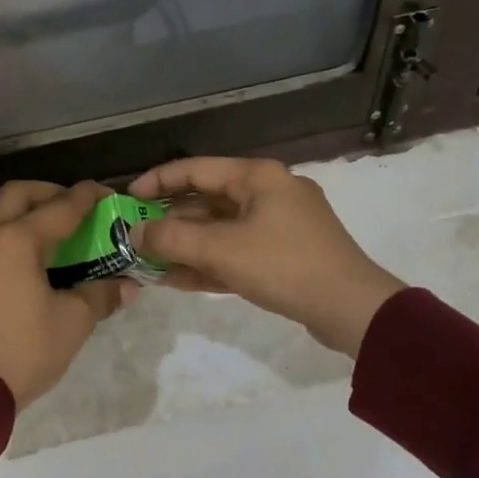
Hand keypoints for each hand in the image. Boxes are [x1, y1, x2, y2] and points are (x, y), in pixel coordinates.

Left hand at [0, 181, 131, 405]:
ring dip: (27, 217)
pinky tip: (34, 265)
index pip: (60, 206)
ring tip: (58, 238)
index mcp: (15, 240)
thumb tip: (126, 286)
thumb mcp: (72, 322)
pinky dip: (13, 239)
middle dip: (50, 194)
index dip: (88, 197)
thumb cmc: (23, 350)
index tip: (107, 193)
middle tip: (76, 210)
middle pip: (18, 196)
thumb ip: (100, 295)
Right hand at [130, 158, 403, 356]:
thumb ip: (172, 239)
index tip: (127, 199)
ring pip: (221, 229)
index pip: (196, 169)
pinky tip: (179, 280)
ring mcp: (280, 225)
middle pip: (208, 199)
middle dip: (170, 221)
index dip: (157, 181)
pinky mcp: (286, 254)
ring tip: (150, 262)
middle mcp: (270, 192)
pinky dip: (210, 262)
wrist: (351, 308)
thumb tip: (135, 232)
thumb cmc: (283, 266)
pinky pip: (238, 250)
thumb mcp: (221, 251)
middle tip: (136, 237)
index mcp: (258, 177)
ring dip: (186, 246)